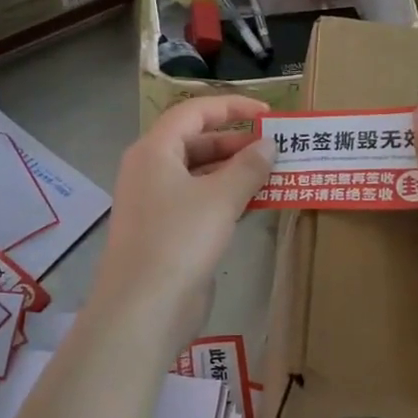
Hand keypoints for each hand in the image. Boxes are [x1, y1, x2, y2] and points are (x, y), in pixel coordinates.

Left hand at [89, 96, 274, 336]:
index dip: (232, 108)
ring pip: (200, 174)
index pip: (194, 112)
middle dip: (236, 142)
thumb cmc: (179, 240)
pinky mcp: (167, 232)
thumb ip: (248, 167)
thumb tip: (268, 145)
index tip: (268, 115)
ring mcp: (157, 203)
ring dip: (234, 171)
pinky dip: (226, 197)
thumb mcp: (220, 198)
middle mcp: (151, 171)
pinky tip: (256, 202)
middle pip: (196, 142)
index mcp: (154, 151)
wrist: (143, 309)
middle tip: (275, 147)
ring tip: (274, 172)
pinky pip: (200, 202)